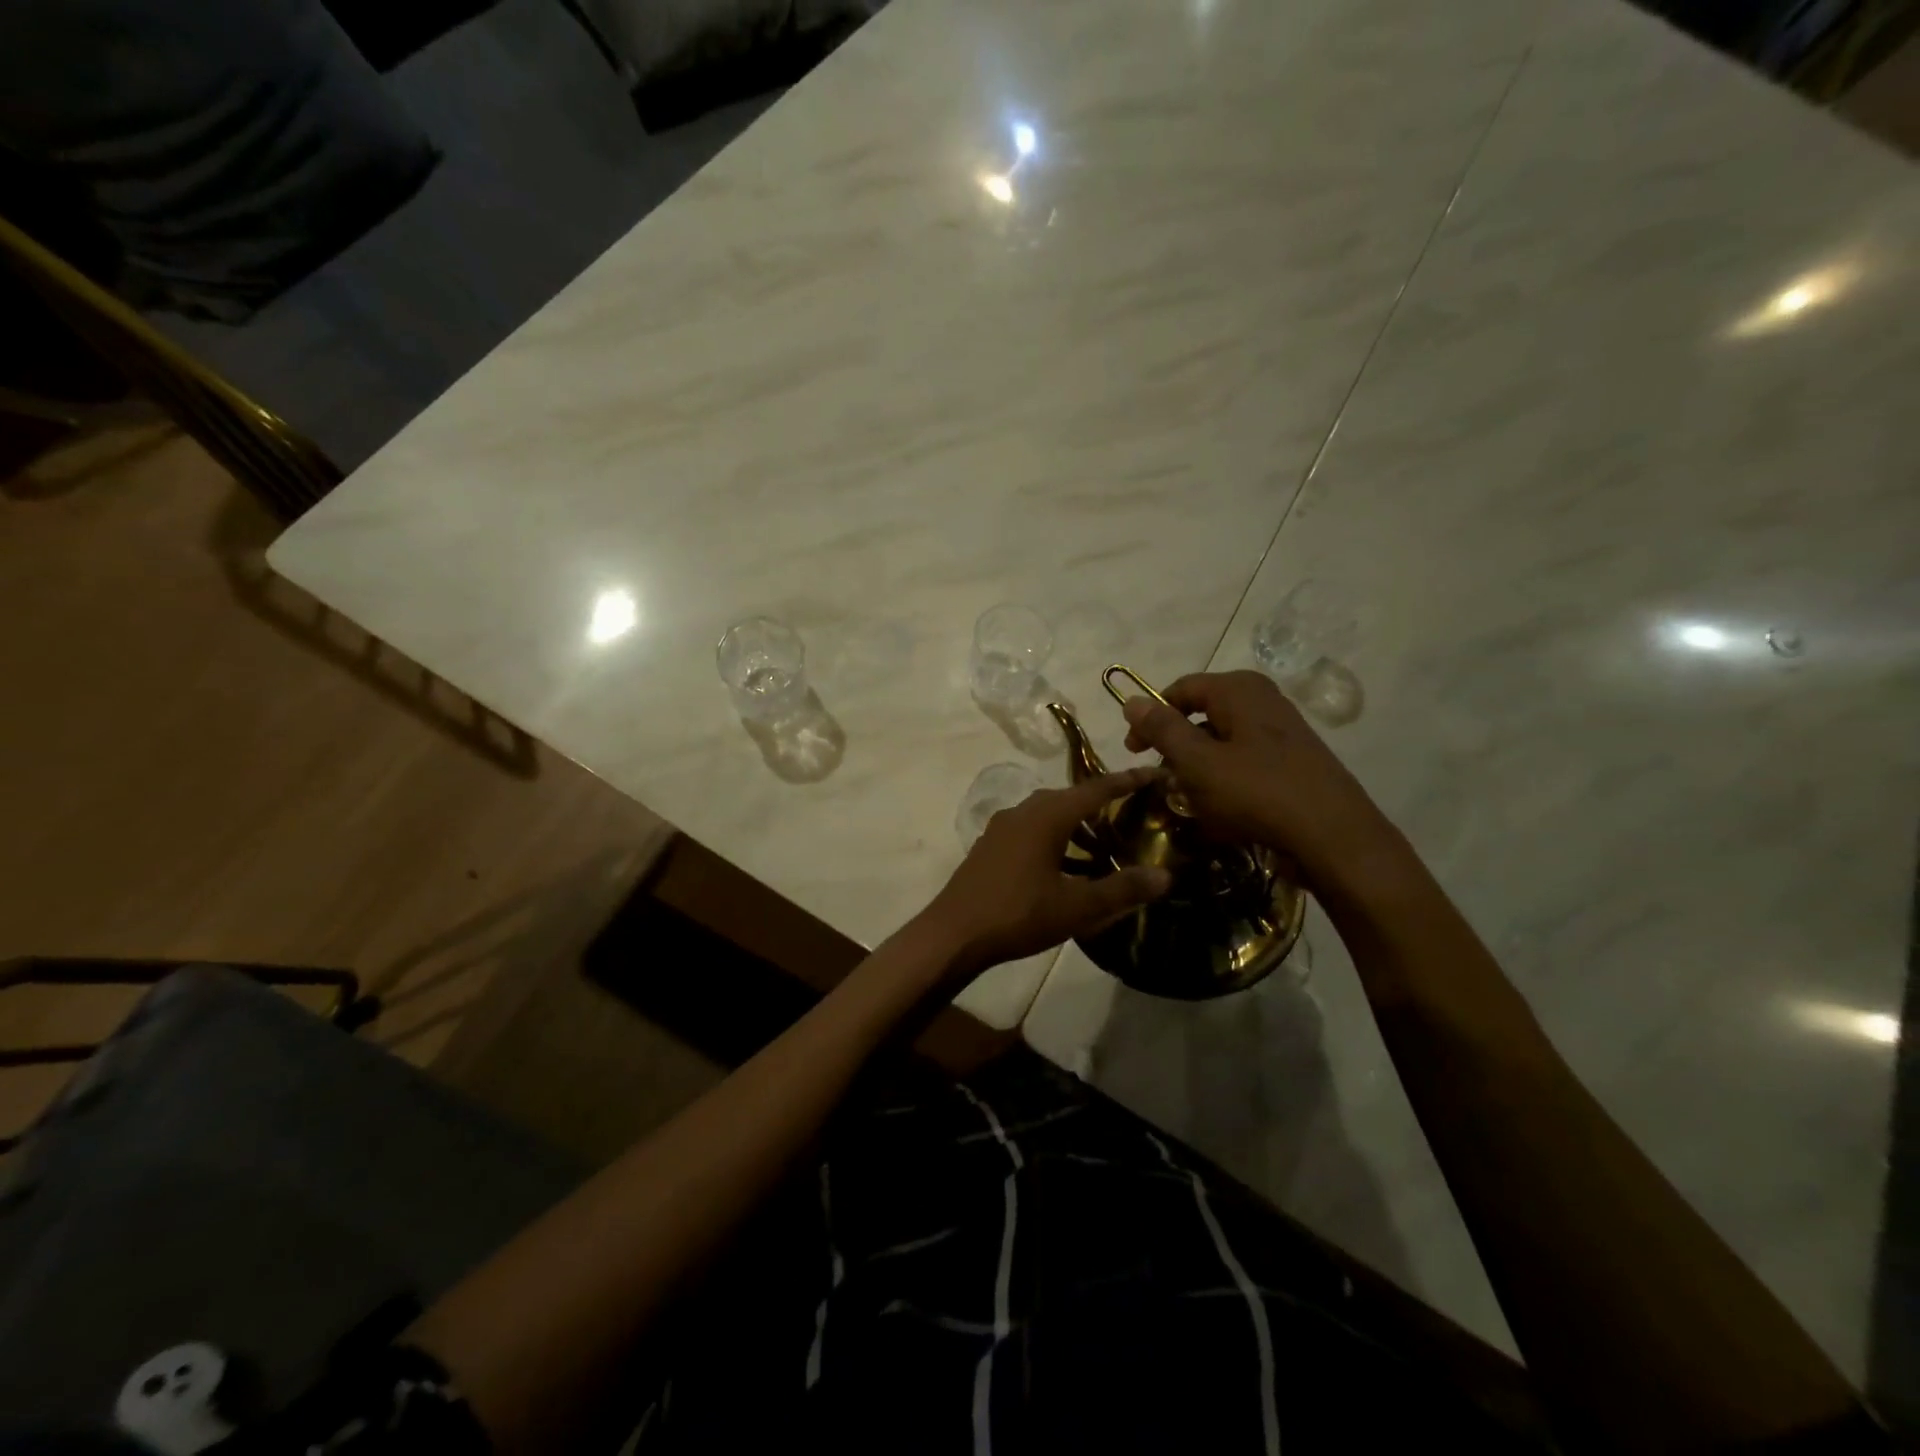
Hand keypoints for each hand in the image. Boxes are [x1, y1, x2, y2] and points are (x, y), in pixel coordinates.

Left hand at [921, 768, 1172, 975]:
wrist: (954, 933)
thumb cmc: (1018, 914)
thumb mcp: (1077, 907)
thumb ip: (1122, 890)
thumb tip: (1165, 876)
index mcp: (1046, 816)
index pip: (1095, 788)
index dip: (1126, 781)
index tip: (1153, 772)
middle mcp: (1023, 811)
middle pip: (1069, 798)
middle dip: (1100, 803)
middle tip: (1130, 814)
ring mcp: (1002, 828)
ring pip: (1048, 815)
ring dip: (1075, 825)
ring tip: (1102, 847)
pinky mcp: (990, 846)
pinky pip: (1031, 830)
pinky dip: (1054, 838)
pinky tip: (1065, 867)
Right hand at [1121, 671, 1402, 893]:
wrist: (1334, 837)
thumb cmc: (1257, 793)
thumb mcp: (1198, 762)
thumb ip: (1163, 730)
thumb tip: (1131, 700)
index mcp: (1239, 690)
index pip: (1180, 689)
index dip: (1151, 717)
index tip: (1134, 751)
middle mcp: (1263, 699)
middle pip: (1203, 713)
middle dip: (1177, 745)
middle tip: (1161, 776)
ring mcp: (1283, 730)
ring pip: (1223, 739)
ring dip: (1199, 766)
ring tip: (1189, 798)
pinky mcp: (1294, 760)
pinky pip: (1246, 760)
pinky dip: (1225, 778)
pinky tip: (1222, 808)